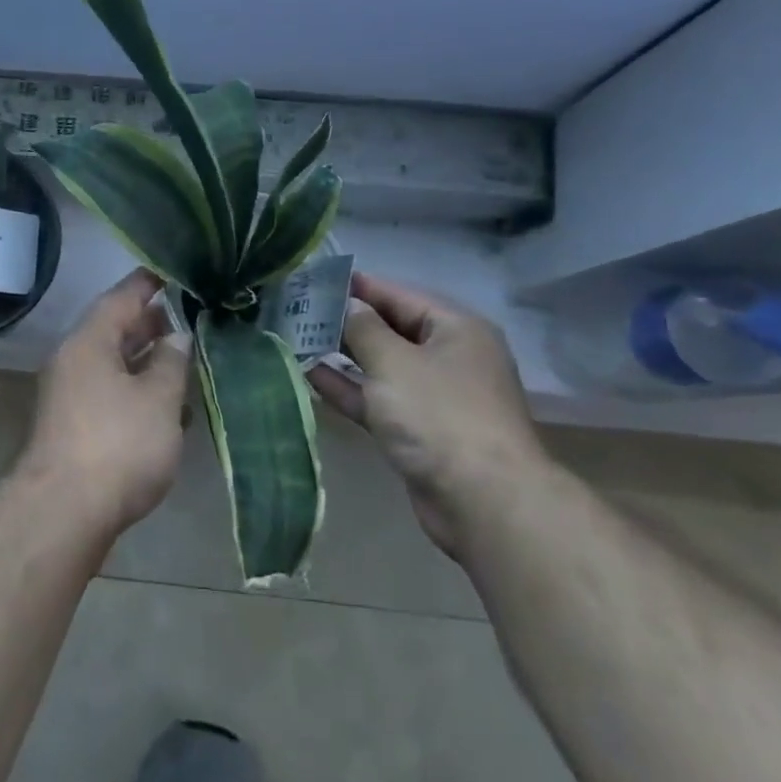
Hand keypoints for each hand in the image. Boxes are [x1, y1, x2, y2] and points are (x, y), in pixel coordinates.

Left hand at [21, 268, 191, 536]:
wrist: (64, 513)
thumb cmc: (118, 444)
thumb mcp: (158, 399)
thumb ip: (172, 362)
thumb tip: (177, 336)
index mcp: (89, 341)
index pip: (121, 297)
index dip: (148, 283)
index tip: (174, 273)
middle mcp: (73, 361)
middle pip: (114, 330)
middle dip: (151, 325)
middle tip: (188, 319)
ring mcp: (69, 395)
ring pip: (113, 365)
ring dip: (147, 362)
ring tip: (185, 360)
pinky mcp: (74, 427)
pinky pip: (109, 393)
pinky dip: (137, 392)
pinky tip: (167, 408)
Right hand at [310, 272, 546, 554]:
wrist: (483, 502)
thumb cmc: (438, 415)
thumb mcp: (393, 361)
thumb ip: (364, 328)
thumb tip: (348, 305)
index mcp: (455, 329)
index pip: (398, 294)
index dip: (357, 286)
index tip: (314, 279)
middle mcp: (448, 356)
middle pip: (390, 329)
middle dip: (346, 321)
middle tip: (298, 309)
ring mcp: (434, 396)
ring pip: (381, 366)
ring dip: (343, 355)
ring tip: (297, 338)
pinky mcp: (419, 430)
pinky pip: (379, 399)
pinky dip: (350, 388)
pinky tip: (312, 375)